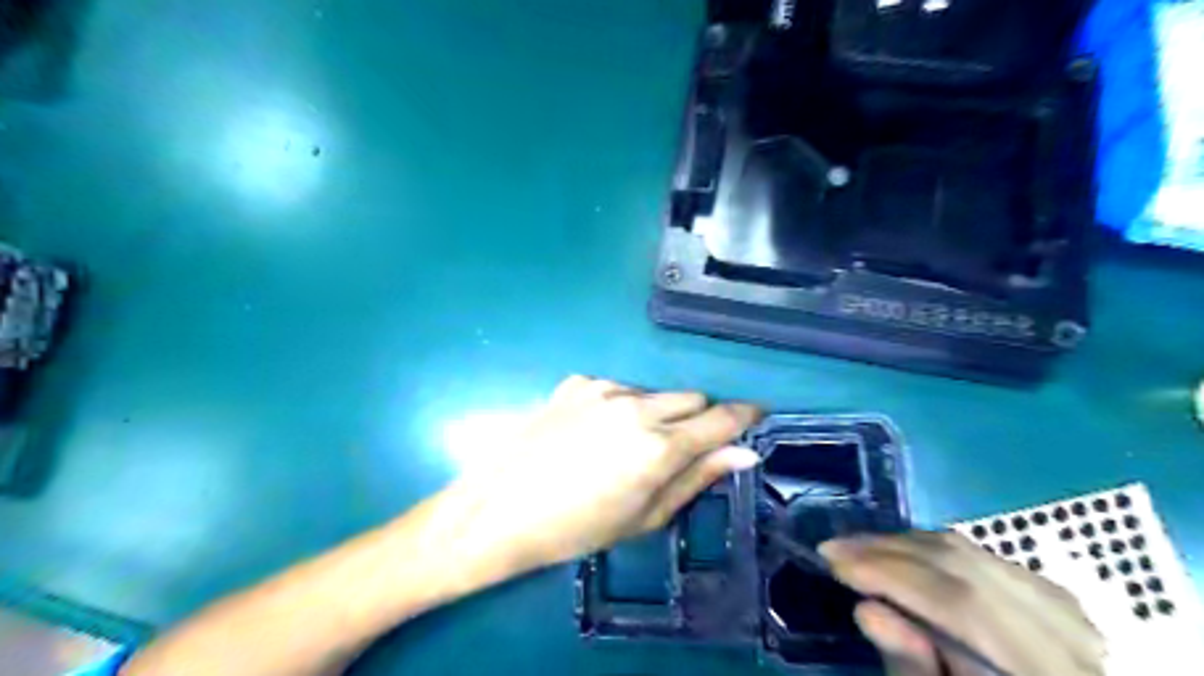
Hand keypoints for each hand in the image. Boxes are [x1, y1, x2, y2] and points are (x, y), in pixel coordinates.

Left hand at [441, 377, 758, 572]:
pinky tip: (592, 432)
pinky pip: (617, 389)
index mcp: (659, 446)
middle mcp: (637, 406)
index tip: (756, 416)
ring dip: (656, 413)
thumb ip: (697, 478)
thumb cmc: (578, 527)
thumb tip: (743, 452)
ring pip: (654, 393)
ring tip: (624, 446)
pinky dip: (619, 406)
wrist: (500, 508)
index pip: (722, 418)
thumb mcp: (645, 516)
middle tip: (677, 449)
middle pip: (692, 398)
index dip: (745, 415)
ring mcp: (604, 388)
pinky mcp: (577, 382)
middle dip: (696, 419)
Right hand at [824, 533, 1103, 675]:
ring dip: (903, 545)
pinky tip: (901, 556)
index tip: (833, 562)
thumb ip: (912, 669)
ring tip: (858, 550)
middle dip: (887, 550)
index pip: (961, 604)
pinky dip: (932, 551)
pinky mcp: (1056, 596)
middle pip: (964, 567)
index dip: (890, 575)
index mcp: (1042, 673)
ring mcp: (1070, 611)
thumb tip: (867, 609)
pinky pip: (981, 556)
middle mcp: (1070, 636)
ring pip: (972, 552)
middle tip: (834, 549)